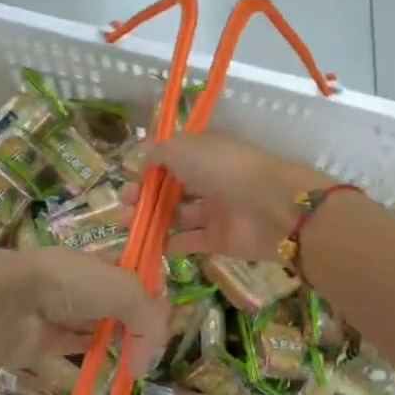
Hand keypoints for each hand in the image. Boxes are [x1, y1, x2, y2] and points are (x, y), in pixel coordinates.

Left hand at [0, 246, 169, 371]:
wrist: (8, 302)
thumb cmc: (69, 284)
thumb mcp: (124, 290)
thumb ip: (149, 317)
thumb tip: (149, 359)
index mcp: (96, 261)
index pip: (133, 275)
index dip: (151, 294)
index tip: (162, 318)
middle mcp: (77, 283)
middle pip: (116, 302)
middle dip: (134, 321)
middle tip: (147, 346)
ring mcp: (57, 310)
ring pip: (95, 325)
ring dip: (113, 339)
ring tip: (131, 360)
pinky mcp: (42, 338)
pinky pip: (72, 346)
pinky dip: (89, 354)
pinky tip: (105, 365)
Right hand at [133, 133, 329, 262]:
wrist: (272, 206)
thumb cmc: (224, 168)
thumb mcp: (183, 148)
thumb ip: (158, 153)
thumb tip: (140, 157)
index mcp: (204, 153)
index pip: (169, 160)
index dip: (146, 171)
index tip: (128, 181)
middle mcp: (209, 179)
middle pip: (169, 189)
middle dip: (142, 197)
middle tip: (123, 207)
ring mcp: (215, 211)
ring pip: (176, 216)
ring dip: (150, 220)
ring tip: (126, 226)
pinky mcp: (219, 240)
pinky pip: (189, 241)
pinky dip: (169, 244)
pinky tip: (148, 245)